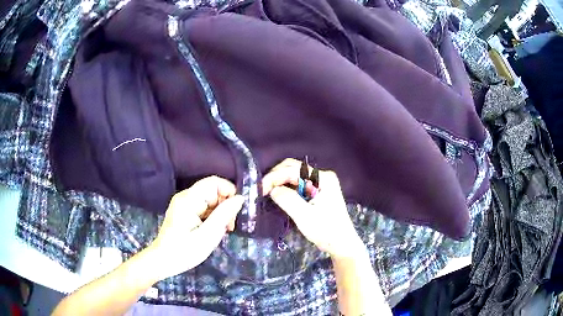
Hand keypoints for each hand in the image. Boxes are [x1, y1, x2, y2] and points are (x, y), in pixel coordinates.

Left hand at [148, 176, 243, 280]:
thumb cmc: (185, 251)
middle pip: (213, 191)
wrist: (163, 261)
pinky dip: (212, 217)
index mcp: (189, 199)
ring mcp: (184, 203)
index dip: (229, 192)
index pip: (214, 182)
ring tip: (221, 231)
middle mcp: (185, 196)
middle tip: (229, 227)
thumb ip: (224, 215)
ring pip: (210, 200)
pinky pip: (204, 207)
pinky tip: (213, 231)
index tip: (235, 212)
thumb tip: (240, 198)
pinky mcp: (184, 211)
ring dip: (219, 213)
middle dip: (225, 206)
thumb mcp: (208, 236)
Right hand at [262, 159, 365, 258]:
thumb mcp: (305, 216)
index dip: (274, 177)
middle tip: (262, 190)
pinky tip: (278, 196)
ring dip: (279, 182)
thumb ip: (287, 199)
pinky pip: (298, 186)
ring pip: (294, 177)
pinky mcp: (317, 193)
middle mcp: (322, 176)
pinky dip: (286, 189)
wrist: (342, 245)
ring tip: (266, 193)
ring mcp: (320, 184)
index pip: (292, 169)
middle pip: (293, 169)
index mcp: (322, 178)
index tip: (260, 189)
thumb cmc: (326, 231)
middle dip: (276, 177)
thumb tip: (271, 189)